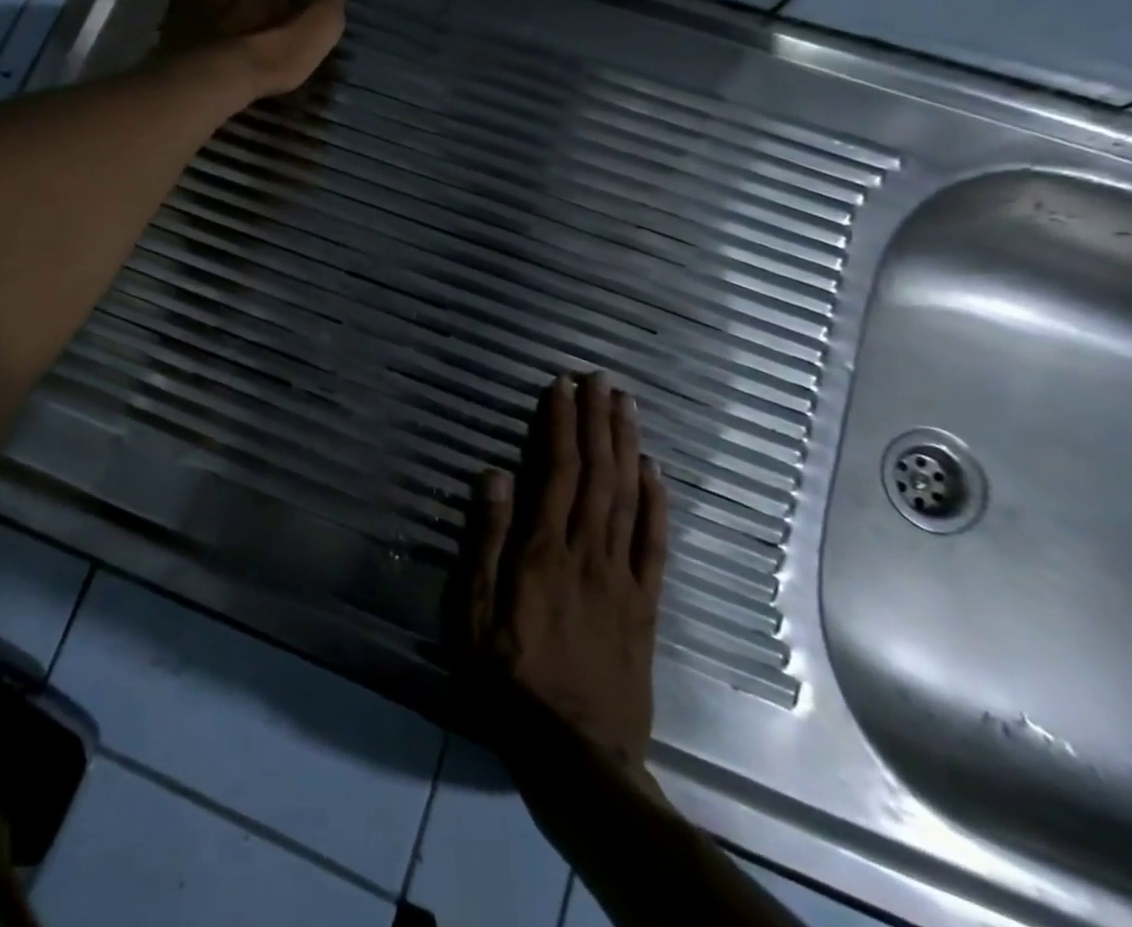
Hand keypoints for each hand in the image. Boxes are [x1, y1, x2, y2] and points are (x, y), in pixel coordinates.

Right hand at [452, 374, 669, 767]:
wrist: (576, 753)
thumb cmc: (509, 679)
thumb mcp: (474, 613)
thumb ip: (485, 541)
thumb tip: (494, 475)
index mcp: (541, 550)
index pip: (553, 470)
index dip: (559, 424)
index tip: (561, 386)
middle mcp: (585, 550)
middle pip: (595, 472)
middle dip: (596, 420)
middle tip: (601, 378)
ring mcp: (621, 575)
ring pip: (627, 496)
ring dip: (626, 445)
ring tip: (625, 405)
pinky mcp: (645, 603)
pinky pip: (655, 543)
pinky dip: (657, 502)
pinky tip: (656, 470)